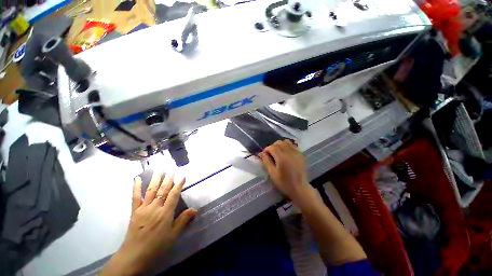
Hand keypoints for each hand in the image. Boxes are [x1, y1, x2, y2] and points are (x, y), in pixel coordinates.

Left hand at [101, 172, 195, 275]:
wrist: (134, 256)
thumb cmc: (156, 246)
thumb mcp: (173, 235)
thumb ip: (183, 221)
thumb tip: (194, 209)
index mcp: (165, 213)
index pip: (174, 195)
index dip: (179, 185)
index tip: (183, 177)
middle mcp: (155, 208)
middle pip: (163, 190)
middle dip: (168, 179)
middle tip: (172, 170)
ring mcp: (143, 208)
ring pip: (151, 190)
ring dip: (156, 179)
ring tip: (159, 170)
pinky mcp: (135, 211)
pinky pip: (135, 197)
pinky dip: (136, 187)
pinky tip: (137, 179)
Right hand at [258, 140, 311, 202]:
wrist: (300, 188)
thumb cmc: (284, 182)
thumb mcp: (272, 173)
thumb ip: (266, 161)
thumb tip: (261, 153)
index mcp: (282, 157)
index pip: (272, 147)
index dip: (266, 149)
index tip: (264, 155)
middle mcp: (289, 152)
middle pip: (278, 143)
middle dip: (272, 146)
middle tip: (270, 154)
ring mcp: (296, 152)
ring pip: (286, 142)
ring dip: (279, 145)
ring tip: (277, 153)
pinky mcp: (300, 154)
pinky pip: (292, 145)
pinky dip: (287, 146)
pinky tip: (285, 153)